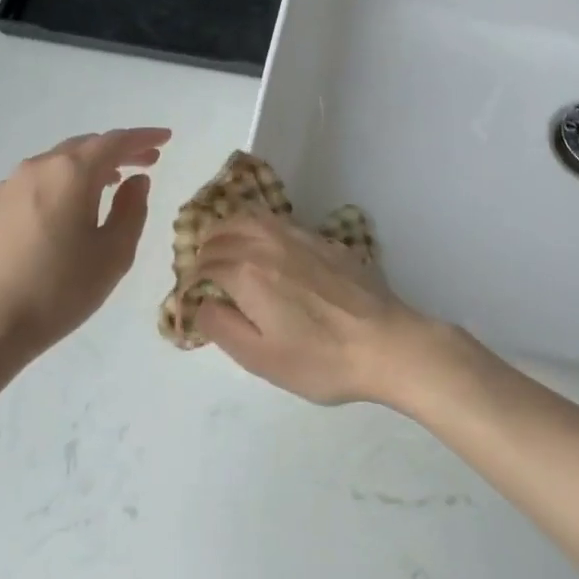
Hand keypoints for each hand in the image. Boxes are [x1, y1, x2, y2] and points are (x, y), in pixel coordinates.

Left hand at [0, 127, 169, 371]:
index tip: (166, 138)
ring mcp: (5, 189)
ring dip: (87, 168)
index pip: (114, 142)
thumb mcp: (113, 254)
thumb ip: (131, 210)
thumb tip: (136, 181)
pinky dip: (59, 186)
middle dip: (117, 151)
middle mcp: (35, 169)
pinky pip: (33, 185)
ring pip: (55, 165)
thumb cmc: (58, 290)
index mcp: (70, 174)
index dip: (143, 138)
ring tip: (109, 184)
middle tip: (145, 162)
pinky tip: (65, 212)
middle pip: (83, 147)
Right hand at [189, 214, 444, 406]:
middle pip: (223, 231)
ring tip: (227, 251)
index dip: (192, 280)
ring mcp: (301, 238)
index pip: (205, 264)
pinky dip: (260, 229)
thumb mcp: (260, 358)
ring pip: (252, 218)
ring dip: (230, 230)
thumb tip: (201, 302)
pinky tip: (267, 250)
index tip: (191, 298)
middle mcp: (270, 244)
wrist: (388, 345)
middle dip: (205, 249)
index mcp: (248, 273)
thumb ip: (221, 326)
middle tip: (203, 273)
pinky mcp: (326, 242)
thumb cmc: (320, 360)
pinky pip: (280, 223)